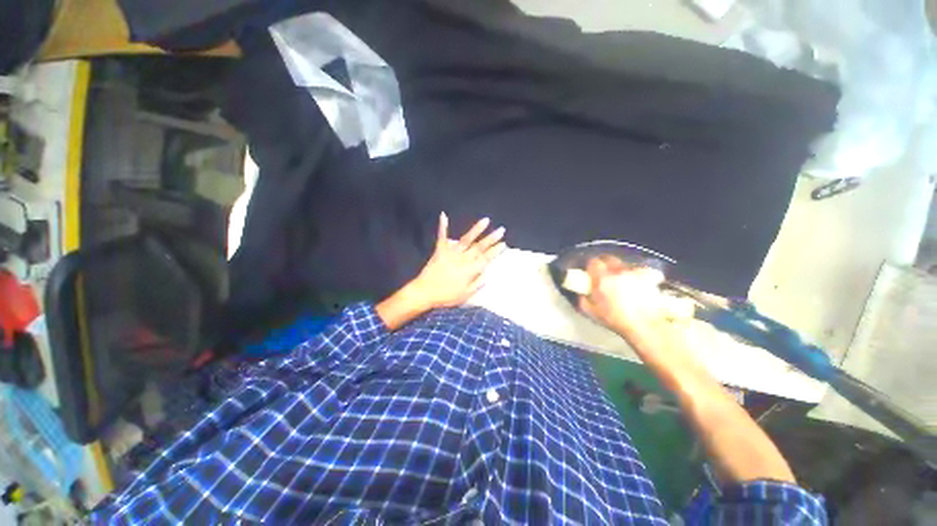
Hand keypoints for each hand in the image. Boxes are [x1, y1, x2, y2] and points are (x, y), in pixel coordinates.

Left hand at [408, 213, 506, 308]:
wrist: (425, 292)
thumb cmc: (446, 296)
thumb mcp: (465, 295)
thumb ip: (477, 283)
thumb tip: (487, 273)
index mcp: (470, 271)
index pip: (486, 259)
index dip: (495, 251)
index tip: (504, 244)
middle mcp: (463, 259)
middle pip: (480, 247)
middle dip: (492, 238)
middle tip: (501, 230)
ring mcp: (451, 253)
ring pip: (466, 239)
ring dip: (476, 229)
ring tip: (486, 220)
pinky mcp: (440, 250)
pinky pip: (442, 237)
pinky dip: (442, 226)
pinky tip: (444, 215)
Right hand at [578, 256, 676, 339]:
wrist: (645, 326)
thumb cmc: (615, 319)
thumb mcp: (590, 312)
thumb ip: (582, 299)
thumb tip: (580, 292)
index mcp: (602, 278)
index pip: (593, 261)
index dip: (590, 266)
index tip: (590, 273)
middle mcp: (618, 271)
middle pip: (608, 258)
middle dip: (604, 264)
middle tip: (604, 275)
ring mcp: (635, 272)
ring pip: (623, 265)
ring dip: (620, 270)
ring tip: (621, 282)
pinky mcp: (649, 277)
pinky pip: (639, 271)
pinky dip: (636, 275)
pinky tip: (637, 284)